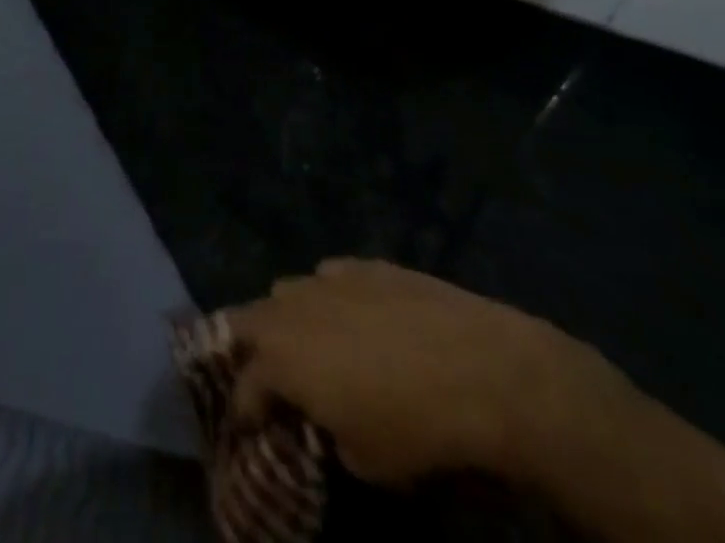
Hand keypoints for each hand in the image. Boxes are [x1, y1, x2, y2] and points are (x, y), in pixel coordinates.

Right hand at [228, 259, 633, 489]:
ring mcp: (328, 278)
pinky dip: (331, 296)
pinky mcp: (364, 263)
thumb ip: (328, 433)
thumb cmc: (415, 426)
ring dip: (288, 317)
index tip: (251, 430)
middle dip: (250, 347)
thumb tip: (329, 421)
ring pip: (287, 289)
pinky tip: (353, 315)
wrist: (479, 368)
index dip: (244, 411)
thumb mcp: (365, 460)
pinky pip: (331, 276)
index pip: (244, 386)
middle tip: (268, 375)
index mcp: (282, 359)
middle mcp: (293, 308)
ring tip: (311, 344)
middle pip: (249, 319)